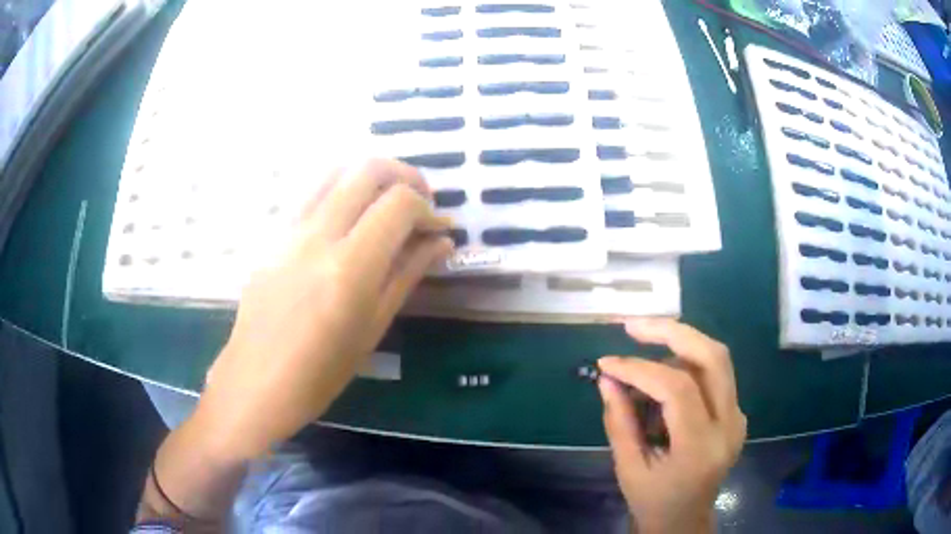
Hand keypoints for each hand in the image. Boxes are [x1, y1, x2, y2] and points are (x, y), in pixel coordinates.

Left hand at [194, 159, 452, 460]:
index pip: (398, 204)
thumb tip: (440, 241)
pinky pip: (312, 194)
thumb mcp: (373, 327)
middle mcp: (318, 235)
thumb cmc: (321, 372)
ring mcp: (290, 230)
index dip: (427, 208)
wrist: (256, 381)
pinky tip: (349, 221)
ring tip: (386, 202)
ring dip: (370, 176)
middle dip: (404, 175)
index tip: (437, 228)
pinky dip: (341, 191)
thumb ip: (407, 274)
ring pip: (335, 172)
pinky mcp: (274, 236)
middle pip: (367, 169)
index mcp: (349, 266)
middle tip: (419, 200)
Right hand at [598, 318, 745, 533]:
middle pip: (713, 356)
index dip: (639, 369)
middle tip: (633, 325)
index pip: (677, 388)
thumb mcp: (628, 467)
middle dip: (672, 332)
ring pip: (716, 358)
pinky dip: (685, 364)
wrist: (685, 520)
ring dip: (678, 345)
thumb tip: (607, 377)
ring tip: (641, 359)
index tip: (606, 363)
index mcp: (701, 447)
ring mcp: (738, 417)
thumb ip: (619, 420)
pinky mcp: (736, 413)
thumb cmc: (653, 500)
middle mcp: (730, 425)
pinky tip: (660, 378)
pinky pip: (714, 374)